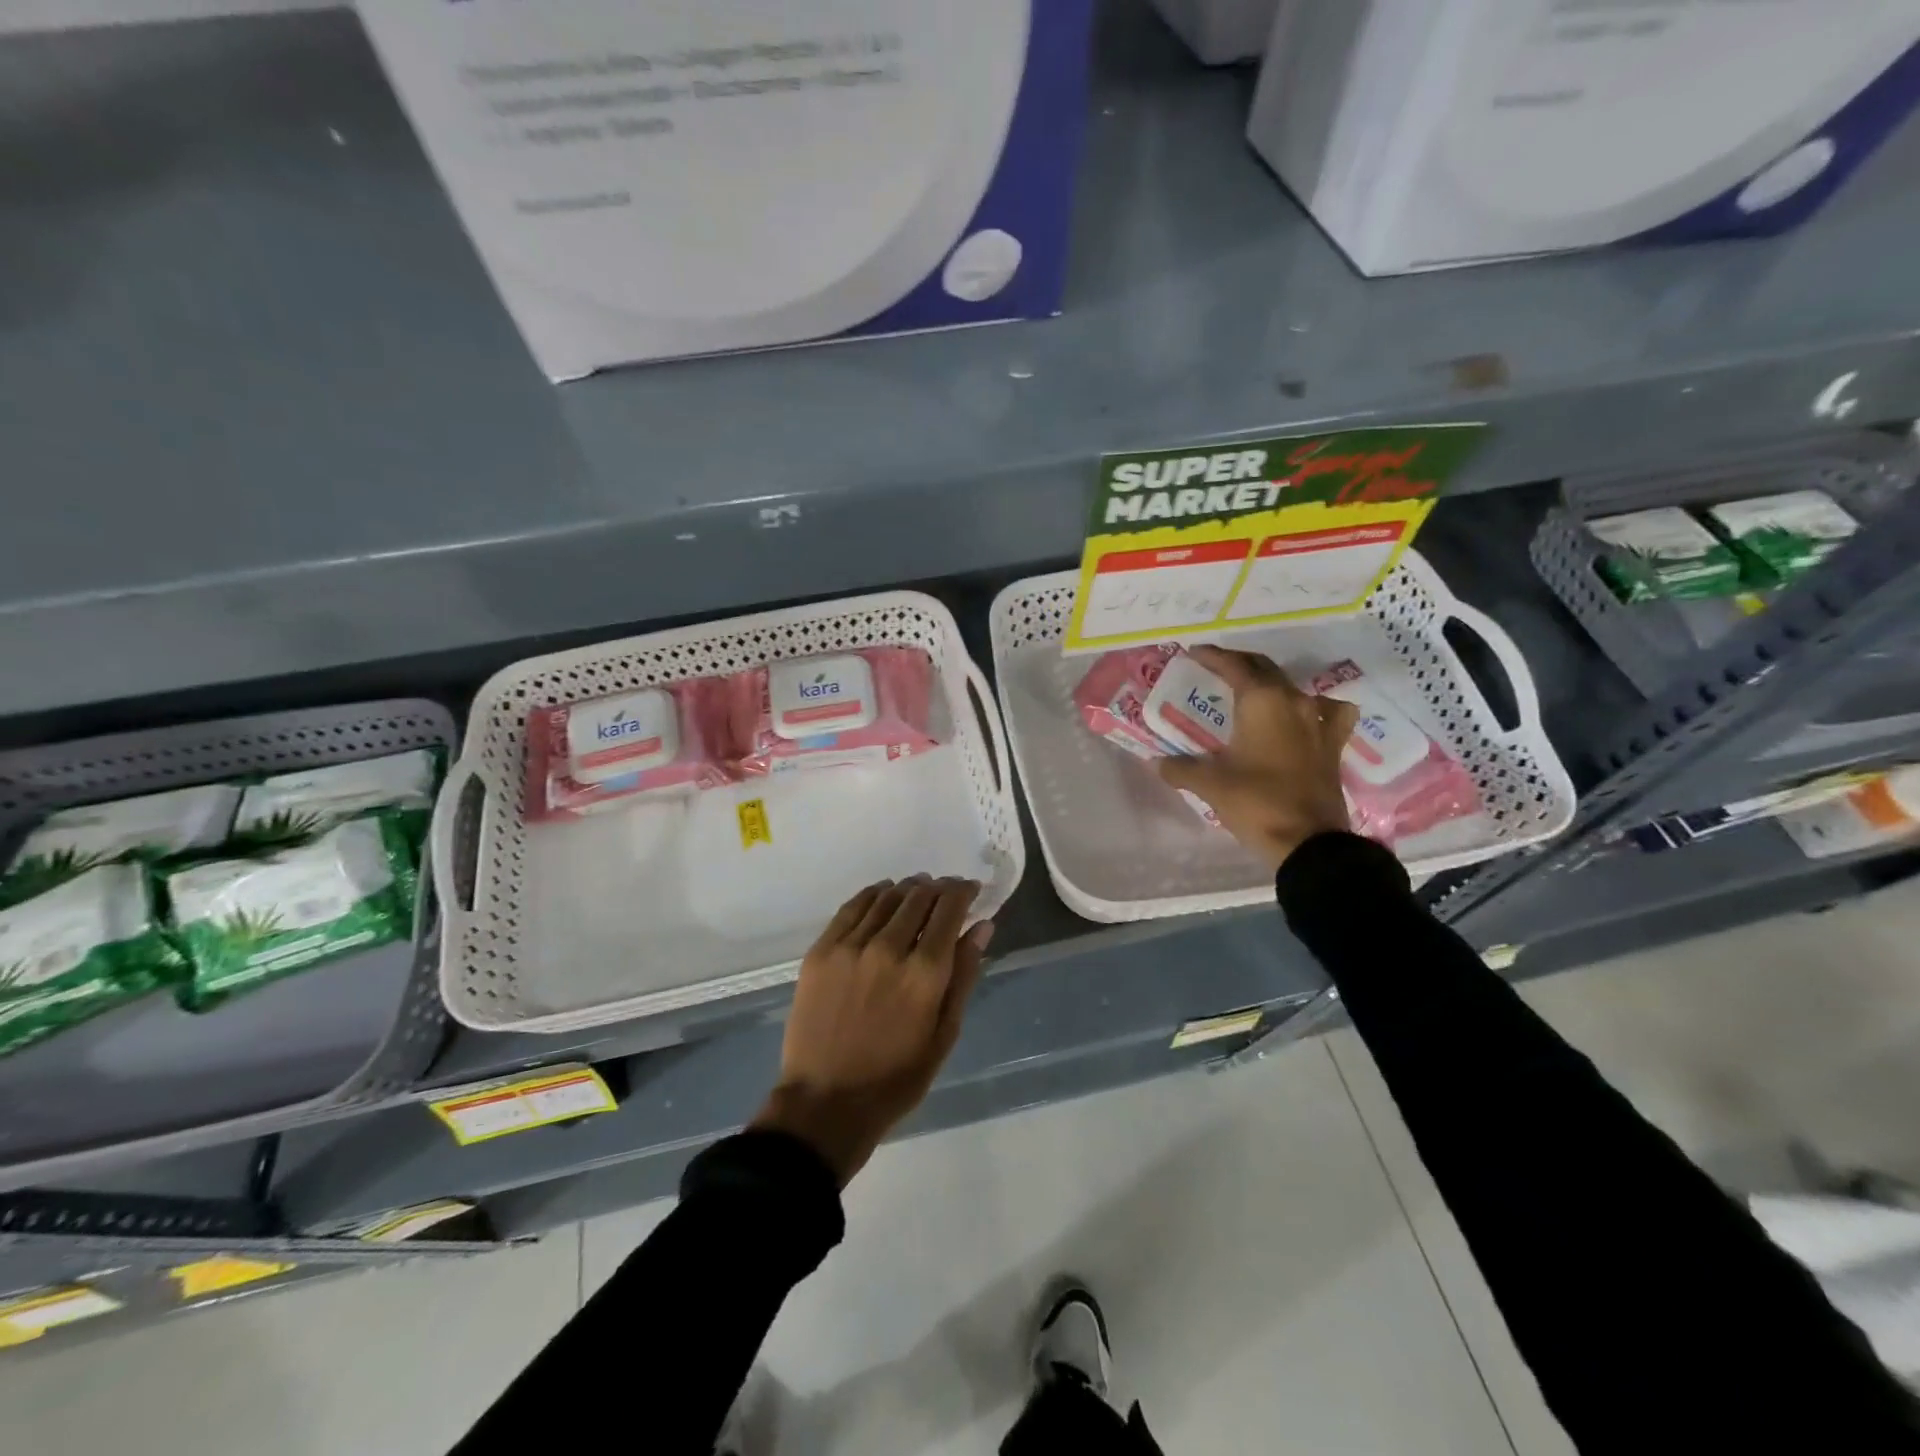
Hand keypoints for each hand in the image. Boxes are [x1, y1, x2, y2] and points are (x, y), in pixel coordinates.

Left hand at [751, 876, 992, 1185]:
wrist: (825, 1102)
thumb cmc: (896, 1078)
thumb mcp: (944, 1034)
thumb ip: (964, 975)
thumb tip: (982, 926)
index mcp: (925, 973)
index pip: (949, 908)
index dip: (963, 891)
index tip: (970, 890)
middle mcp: (889, 948)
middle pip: (919, 896)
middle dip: (938, 888)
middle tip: (945, 893)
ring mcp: (850, 947)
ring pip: (886, 897)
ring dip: (908, 889)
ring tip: (917, 892)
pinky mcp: (821, 951)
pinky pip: (852, 907)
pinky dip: (873, 894)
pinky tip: (882, 895)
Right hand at [1157, 645, 1358, 872]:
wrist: (1308, 841)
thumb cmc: (1255, 803)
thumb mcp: (1210, 784)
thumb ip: (1181, 768)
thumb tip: (1158, 763)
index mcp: (1261, 701)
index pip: (1234, 666)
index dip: (1213, 656)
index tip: (1194, 653)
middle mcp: (1293, 701)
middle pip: (1264, 668)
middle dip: (1239, 664)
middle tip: (1216, 668)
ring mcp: (1318, 720)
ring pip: (1292, 686)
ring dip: (1271, 683)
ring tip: (1254, 691)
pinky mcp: (1332, 744)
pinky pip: (1327, 712)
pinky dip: (1314, 707)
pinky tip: (1306, 715)